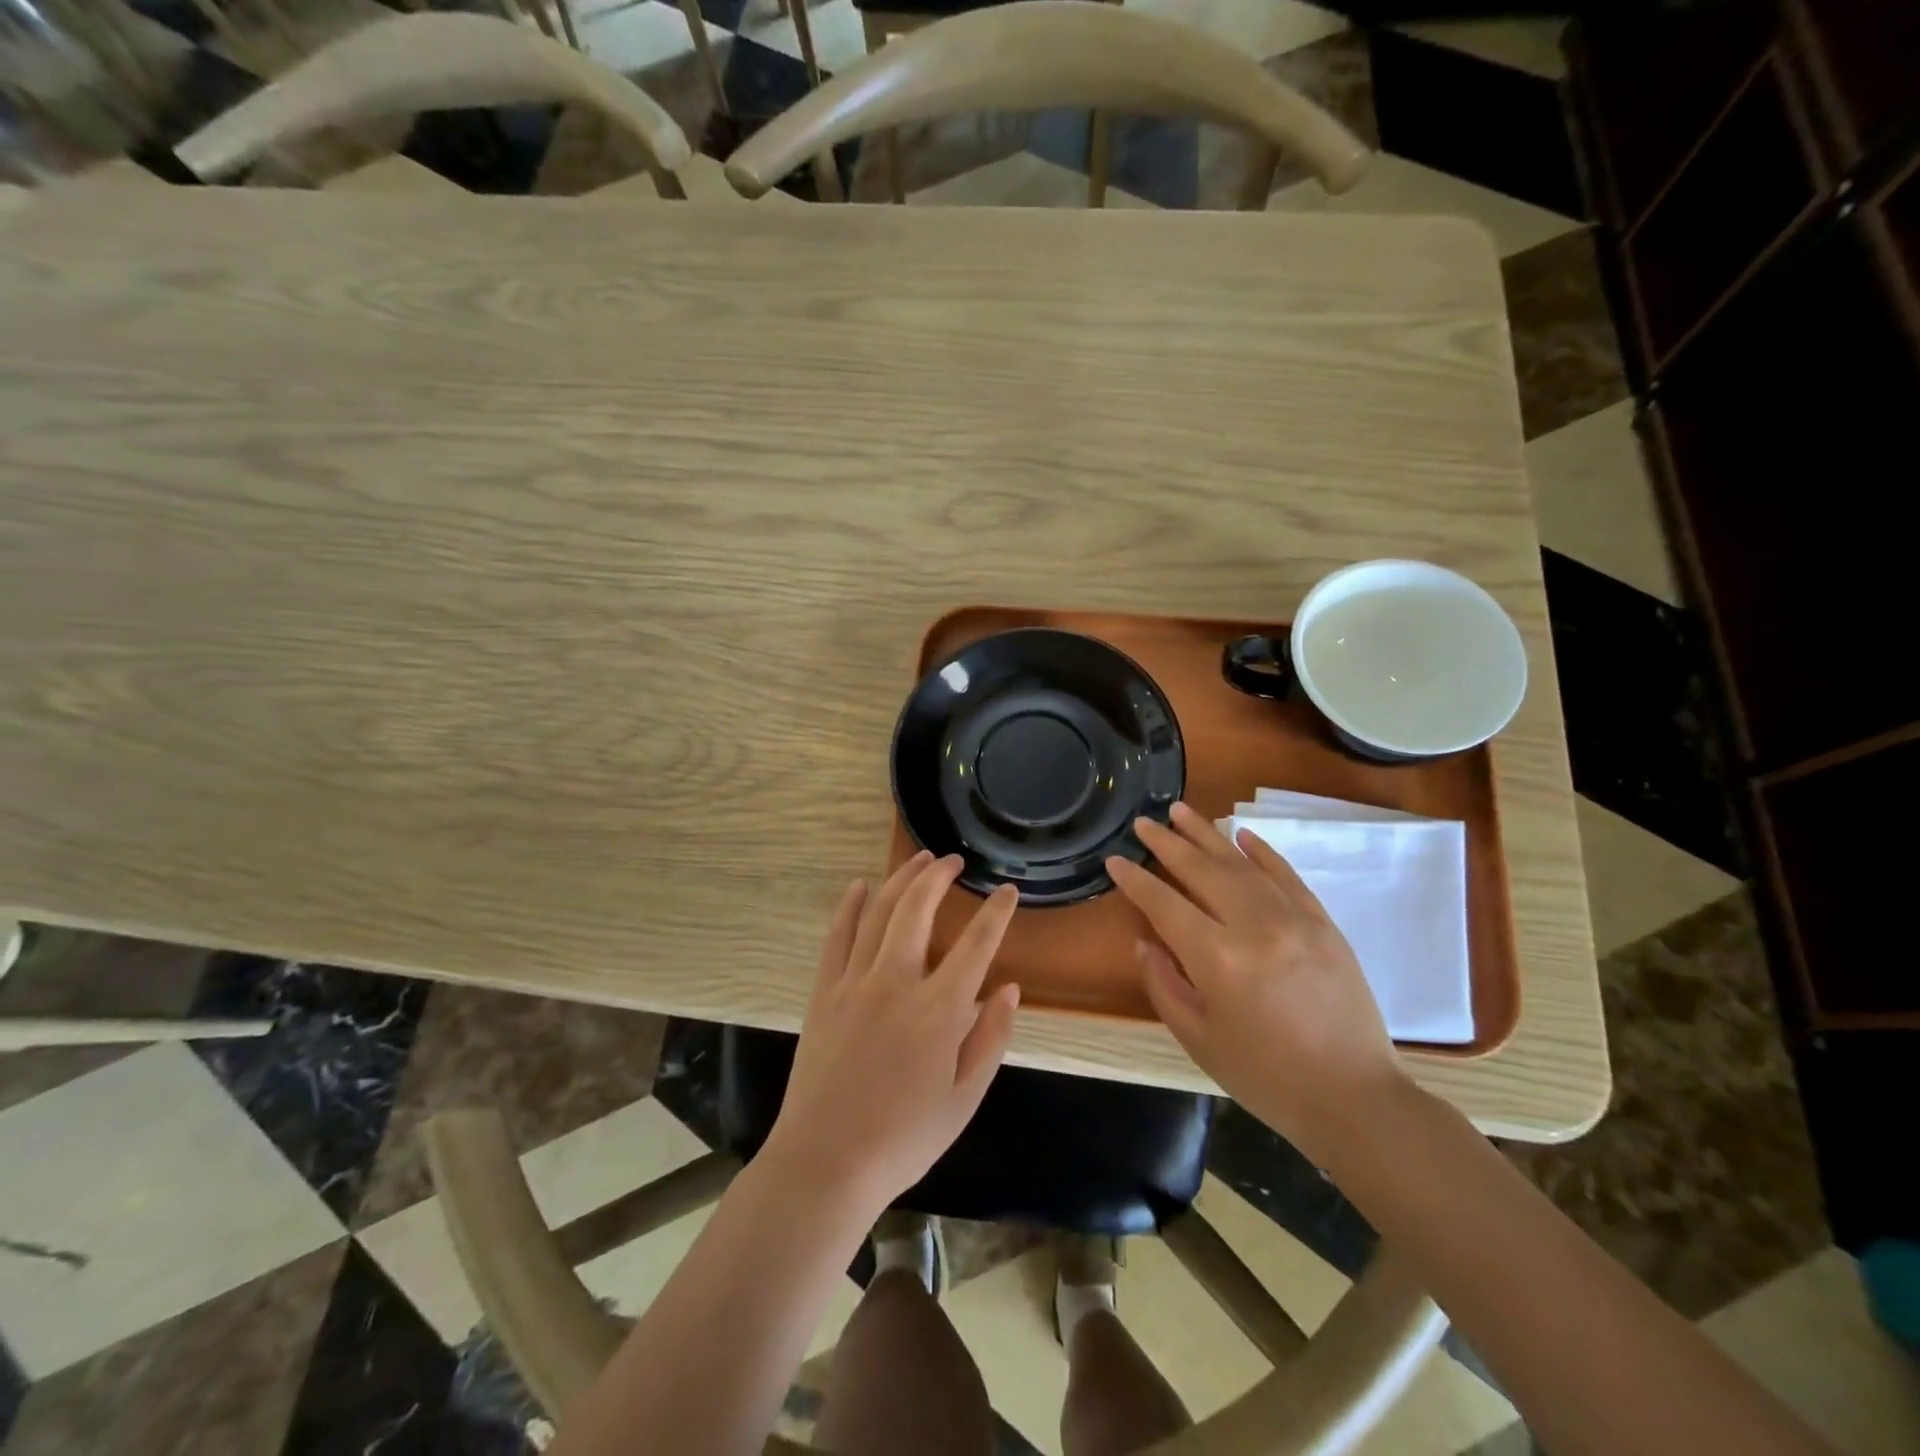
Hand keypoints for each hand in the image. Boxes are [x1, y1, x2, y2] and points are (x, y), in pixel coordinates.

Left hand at [766, 852, 1021, 1213]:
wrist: (827, 1162)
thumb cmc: (905, 1137)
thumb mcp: (965, 1098)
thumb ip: (991, 1038)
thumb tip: (1011, 988)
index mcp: (939, 1010)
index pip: (977, 944)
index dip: (996, 912)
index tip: (1007, 890)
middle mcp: (897, 982)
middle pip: (919, 909)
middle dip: (939, 876)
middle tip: (954, 861)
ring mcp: (855, 982)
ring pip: (879, 913)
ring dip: (901, 879)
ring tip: (919, 859)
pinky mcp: (824, 991)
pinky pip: (837, 936)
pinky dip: (849, 906)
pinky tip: (859, 885)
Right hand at [1106, 802, 1406, 1164]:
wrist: (1354, 1098)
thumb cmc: (1265, 1076)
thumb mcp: (1198, 1039)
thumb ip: (1164, 984)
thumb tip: (1146, 941)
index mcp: (1217, 958)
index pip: (1164, 903)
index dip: (1135, 881)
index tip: (1115, 860)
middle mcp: (1254, 925)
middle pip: (1201, 870)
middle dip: (1167, 843)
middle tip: (1143, 822)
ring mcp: (1294, 919)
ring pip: (1242, 863)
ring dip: (1208, 834)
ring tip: (1180, 811)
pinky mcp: (1323, 923)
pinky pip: (1287, 875)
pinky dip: (1262, 852)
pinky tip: (1242, 835)